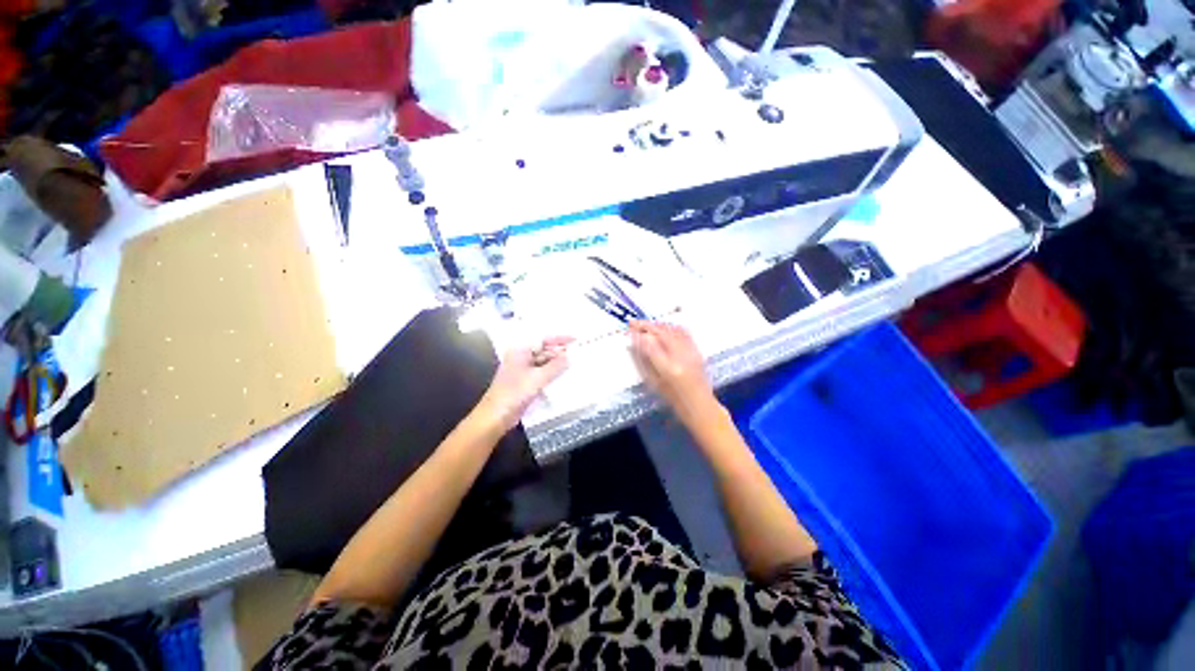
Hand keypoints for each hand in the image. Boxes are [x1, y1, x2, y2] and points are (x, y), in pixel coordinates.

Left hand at [477, 336, 572, 430]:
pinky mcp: (525, 382)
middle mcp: (521, 358)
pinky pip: (542, 374)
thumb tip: (569, 357)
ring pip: (544, 362)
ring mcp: (523, 370)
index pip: (543, 339)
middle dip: (560, 352)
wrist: (496, 416)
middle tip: (578, 354)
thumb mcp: (538, 378)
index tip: (575, 339)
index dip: (559, 338)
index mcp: (520, 351)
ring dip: (557, 363)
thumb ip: (555, 366)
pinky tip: (564, 377)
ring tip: (574, 364)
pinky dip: (552, 374)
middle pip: (544, 350)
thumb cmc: (514, 393)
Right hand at [629, 321, 717, 421]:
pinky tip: (664, 327)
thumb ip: (644, 361)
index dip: (638, 333)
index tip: (630, 328)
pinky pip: (683, 332)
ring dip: (658, 325)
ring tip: (646, 325)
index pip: (650, 344)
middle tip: (634, 323)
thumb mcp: (654, 382)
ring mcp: (691, 352)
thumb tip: (635, 342)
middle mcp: (681, 357)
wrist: (700, 405)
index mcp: (668, 369)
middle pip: (662, 333)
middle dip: (647, 325)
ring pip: (672, 330)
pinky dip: (671, 327)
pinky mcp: (697, 350)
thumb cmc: (674, 399)